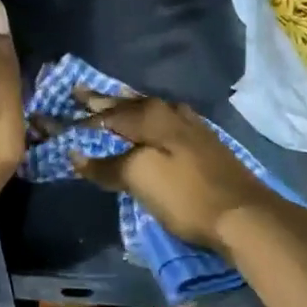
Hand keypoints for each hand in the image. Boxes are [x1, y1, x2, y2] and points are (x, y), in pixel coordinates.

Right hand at [72, 95, 293, 254]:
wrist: (244, 214)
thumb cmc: (186, 195)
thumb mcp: (140, 179)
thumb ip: (107, 165)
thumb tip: (76, 155)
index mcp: (151, 117)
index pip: (108, 112)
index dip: (84, 114)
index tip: (63, 107)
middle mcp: (170, 113)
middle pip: (130, 104)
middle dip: (104, 100)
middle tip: (80, 92)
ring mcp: (191, 126)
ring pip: (151, 108)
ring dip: (128, 104)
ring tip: (112, 97)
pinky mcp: (204, 142)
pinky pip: (167, 118)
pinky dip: (150, 116)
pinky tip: (153, 119)